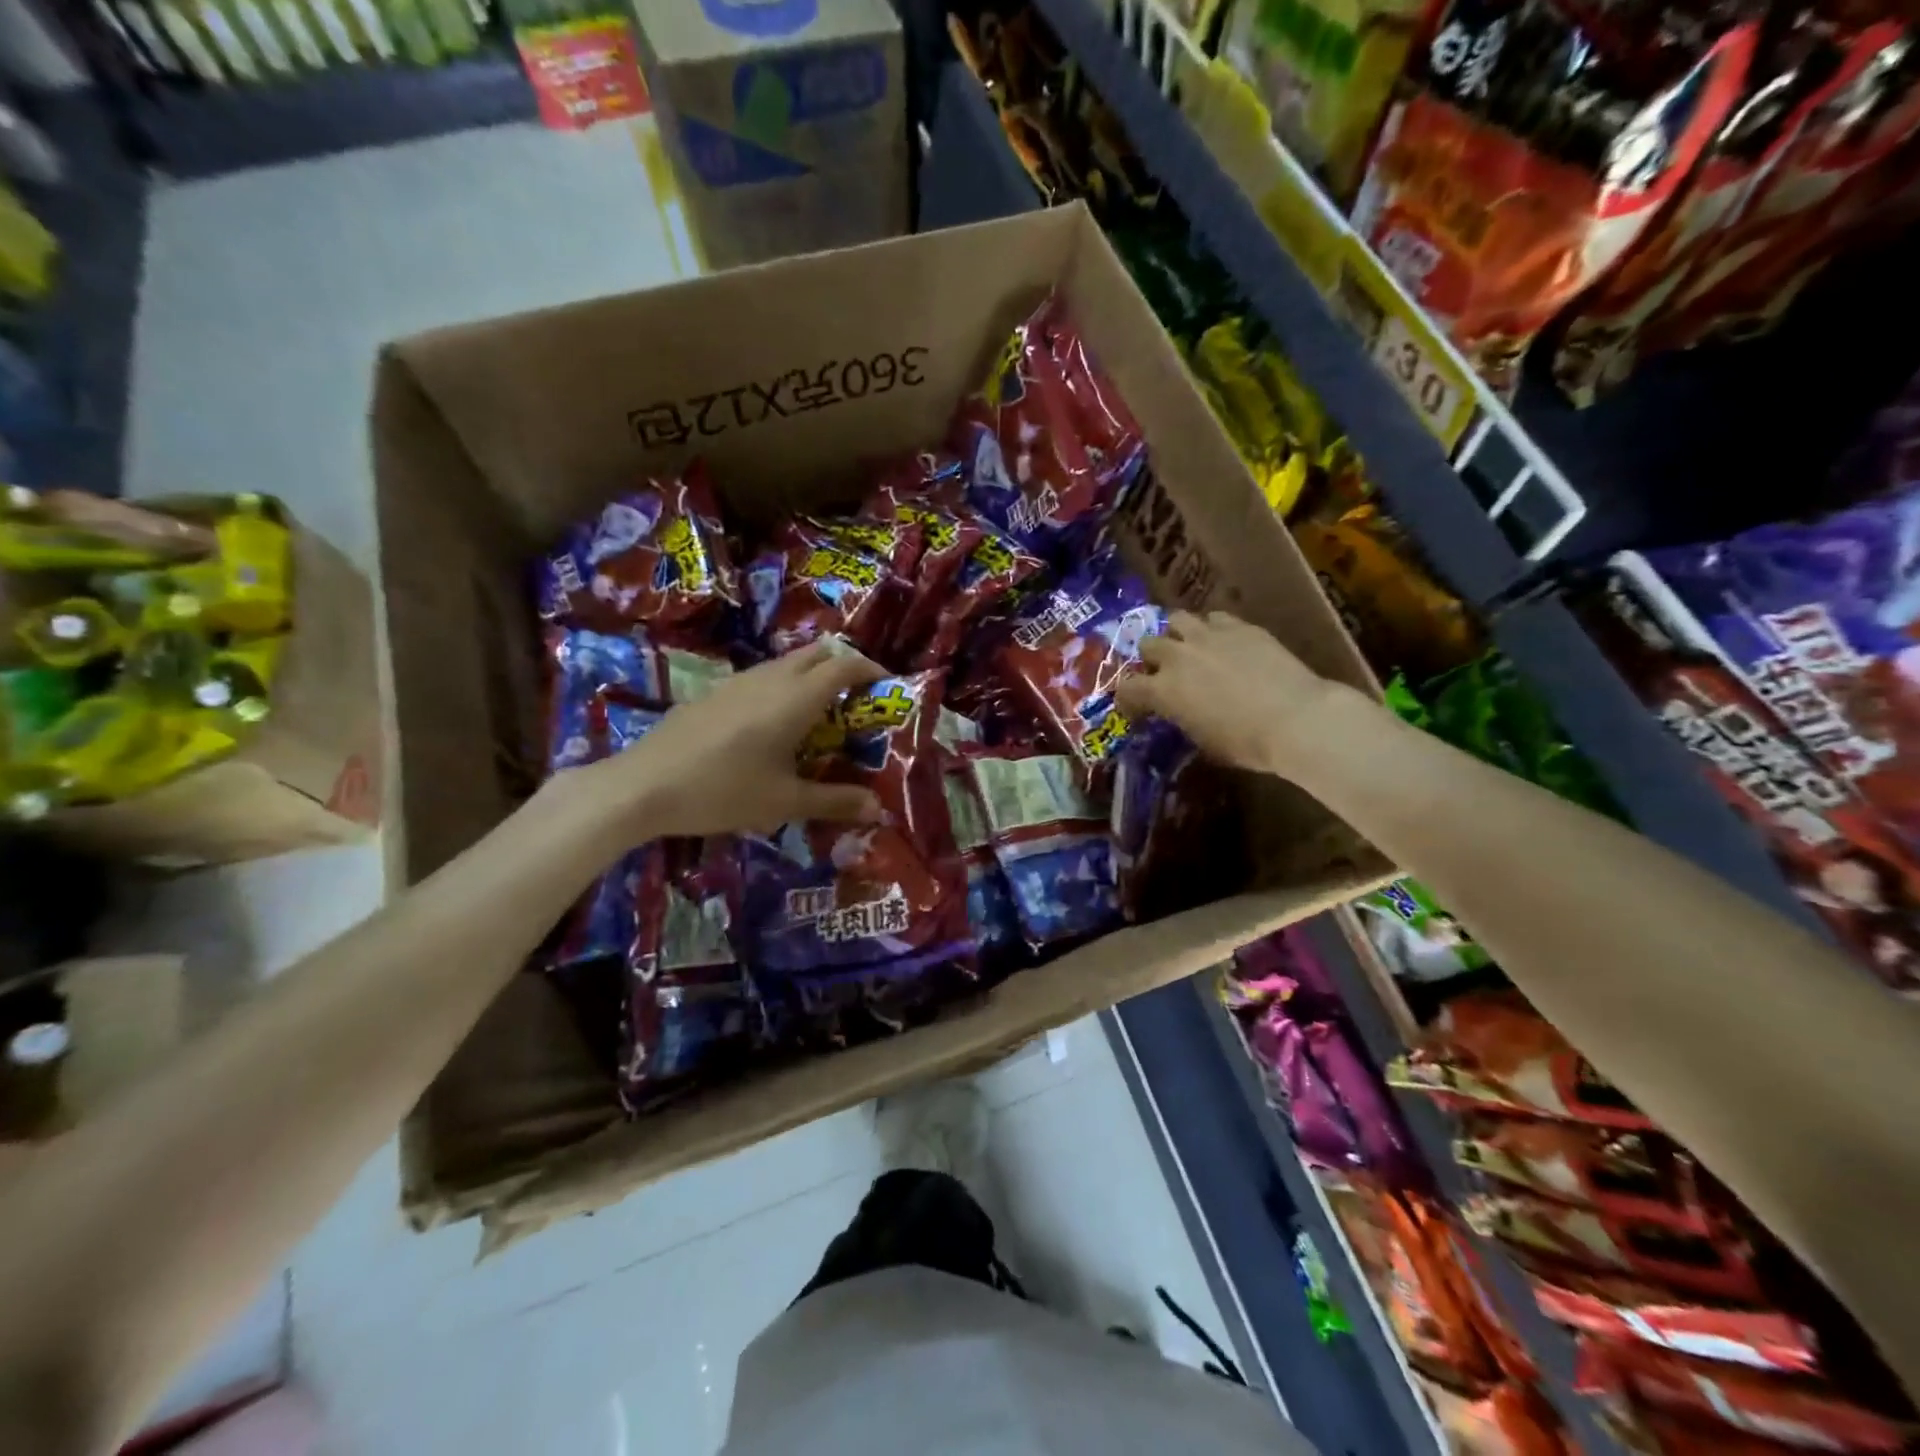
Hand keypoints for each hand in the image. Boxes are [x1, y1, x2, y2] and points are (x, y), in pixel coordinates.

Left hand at [581, 641, 888, 839]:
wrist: (643, 786)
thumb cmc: (723, 791)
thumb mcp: (785, 801)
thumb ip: (835, 800)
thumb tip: (877, 809)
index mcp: (796, 698)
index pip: (844, 666)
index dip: (871, 670)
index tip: (887, 685)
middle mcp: (771, 678)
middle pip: (818, 653)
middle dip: (844, 666)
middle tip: (858, 699)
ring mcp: (738, 682)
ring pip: (788, 662)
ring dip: (813, 675)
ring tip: (822, 713)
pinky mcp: (715, 692)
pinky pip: (764, 676)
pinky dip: (785, 686)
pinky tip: (774, 725)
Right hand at [1116, 610, 1356, 778]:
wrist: (1297, 718)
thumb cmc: (1247, 743)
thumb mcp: (1204, 742)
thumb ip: (1184, 721)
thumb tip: (1183, 715)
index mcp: (1163, 691)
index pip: (1127, 687)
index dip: (1127, 699)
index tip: (1136, 709)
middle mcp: (1179, 656)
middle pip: (1148, 645)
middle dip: (1150, 660)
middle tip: (1163, 674)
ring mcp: (1209, 636)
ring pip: (1177, 619)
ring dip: (1176, 634)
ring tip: (1188, 647)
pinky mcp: (1240, 626)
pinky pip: (1214, 618)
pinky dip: (1211, 629)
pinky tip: (1222, 642)